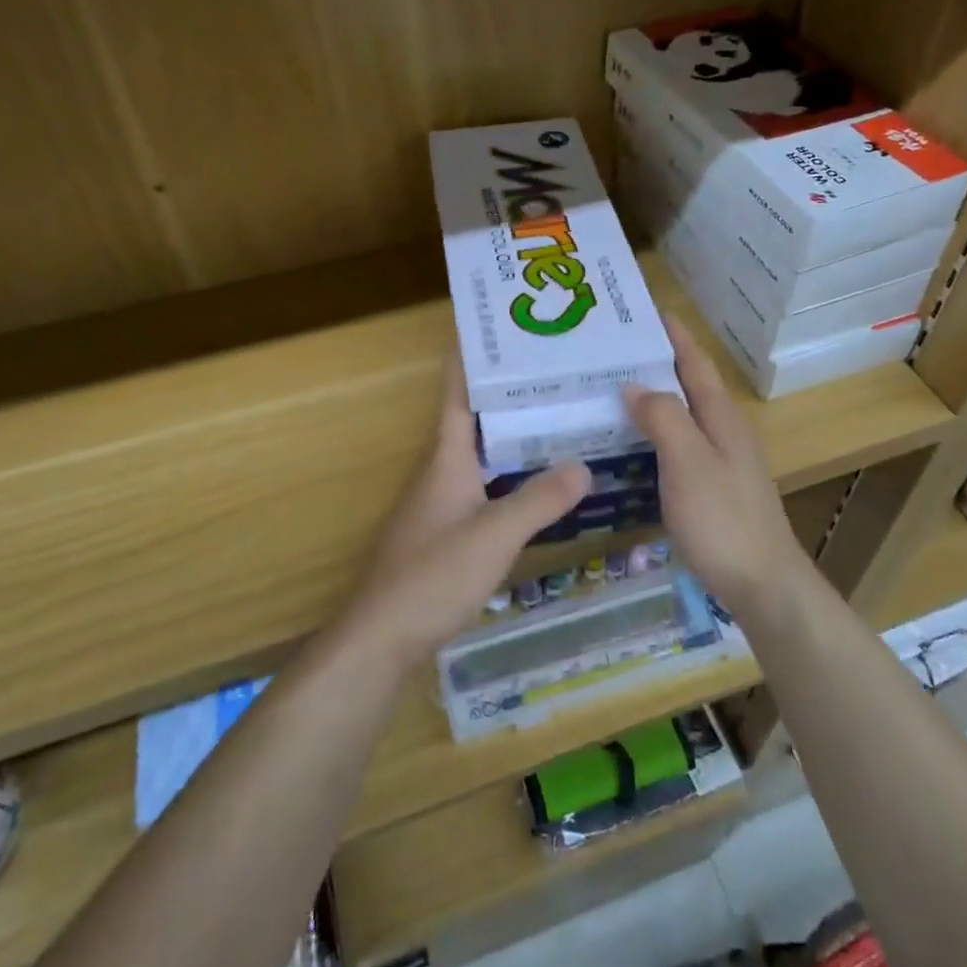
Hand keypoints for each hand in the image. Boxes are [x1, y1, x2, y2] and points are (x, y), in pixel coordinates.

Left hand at [342, 357, 590, 669]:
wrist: (382, 637)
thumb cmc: (434, 575)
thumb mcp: (494, 534)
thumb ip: (539, 500)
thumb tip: (584, 465)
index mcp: (447, 458)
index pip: (458, 395)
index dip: (472, 359)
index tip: (497, 330)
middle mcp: (442, 472)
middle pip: (476, 421)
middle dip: (510, 396)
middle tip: (557, 376)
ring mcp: (441, 504)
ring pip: (483, 457)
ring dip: (514, 438)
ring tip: (560, 422)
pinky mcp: (446, 534)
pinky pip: (485, 488)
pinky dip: (512, 477)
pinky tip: (541, 488)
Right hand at [624, 319, 811, 612]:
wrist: (763, 583)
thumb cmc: (723, 519)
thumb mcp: (688, 462)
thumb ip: (663, 417)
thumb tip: (634, 384)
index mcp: (721, 417)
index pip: (695, 363)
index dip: (674, 335)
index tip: (648, 309)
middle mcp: (724, 432)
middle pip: (689, 385)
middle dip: (658, 362)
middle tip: (614, 350)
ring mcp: (721, 462)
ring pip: (683, 416)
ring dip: (654, 398)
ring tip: (614, 389)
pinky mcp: (713, 489)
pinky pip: (678, 445)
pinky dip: (655, 433)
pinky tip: (633, 443)